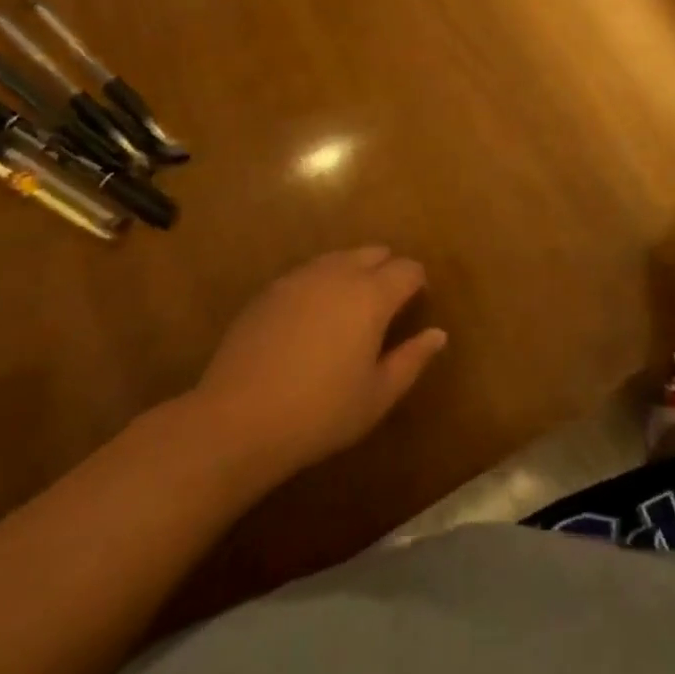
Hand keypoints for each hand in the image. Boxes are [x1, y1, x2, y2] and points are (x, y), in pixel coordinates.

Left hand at [191, 247, 447, 476]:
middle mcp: (339, 273)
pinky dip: (321, 284)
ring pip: (339, 258)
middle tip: (385, 307)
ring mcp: (300, 277)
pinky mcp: (270, 290)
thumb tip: (438, 334)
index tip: (415, 305)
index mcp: (372, 294)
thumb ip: (412, 359)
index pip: (408, 269)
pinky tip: (311, 318)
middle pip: (374, 253)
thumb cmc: (319, 412)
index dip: (417, 283)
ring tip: (349, 309)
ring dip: (353, 272)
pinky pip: (308, 273)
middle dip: (387, 270)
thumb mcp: (377, 395)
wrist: (236, 420)